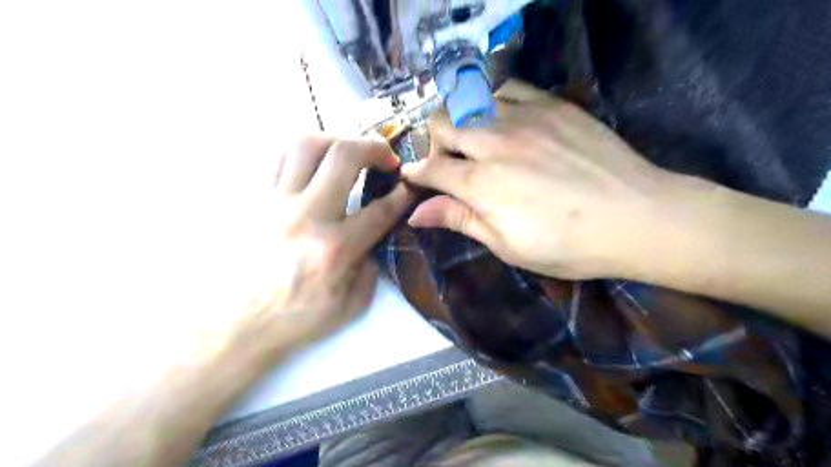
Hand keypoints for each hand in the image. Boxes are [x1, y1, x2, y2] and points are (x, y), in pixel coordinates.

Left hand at [233, 137, 412, 355]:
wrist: (235, 327)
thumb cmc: (295, 320)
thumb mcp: (350, 306)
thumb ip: (371, 268)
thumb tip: (373, 238)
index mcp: (335, 248)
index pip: (380, 209)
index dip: (402, 194)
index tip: (408, 187)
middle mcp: (306, 216)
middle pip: (344, 156)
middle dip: (374, 148)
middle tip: (384, 157)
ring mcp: (274, 203)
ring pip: (305, 143)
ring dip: (336, 141)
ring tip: (346, 154)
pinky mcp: (252, 200)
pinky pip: (276, 157)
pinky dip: (301, 152)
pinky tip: (312, 165)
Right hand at [398, 81, 677, 279]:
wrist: (636, 216)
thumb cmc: (568, 245)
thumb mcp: (507, 245)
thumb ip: (460, 220)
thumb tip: (415, 213)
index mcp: (481, 185)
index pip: (430, 169)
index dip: (415, 173)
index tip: (411, 176)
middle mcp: (494, 143)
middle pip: (442, 124)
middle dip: (434, 143)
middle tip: (447, 161)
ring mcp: (524, 118)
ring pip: (470, 102)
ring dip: (462, 121)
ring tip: (476, 140)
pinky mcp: (552, 104)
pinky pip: (507, 88)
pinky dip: (494, 102)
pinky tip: (505, 120)